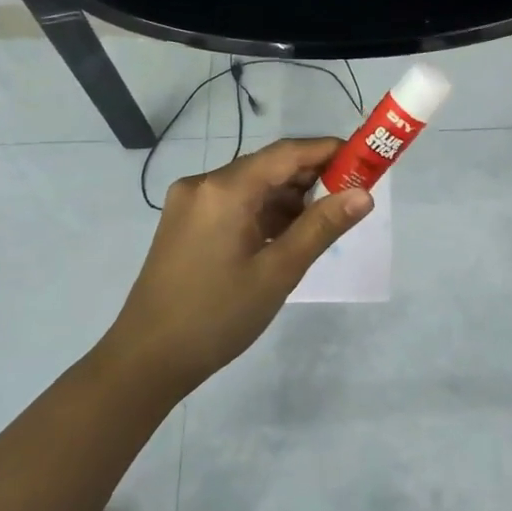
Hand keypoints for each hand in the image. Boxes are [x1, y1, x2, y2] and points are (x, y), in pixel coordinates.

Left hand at [109, 138, 371, 394]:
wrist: (146, 359)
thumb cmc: (217, 316)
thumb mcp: (278, 272)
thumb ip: (321, 227)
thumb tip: (364, 194)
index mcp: (225, 189)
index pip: (287, 152)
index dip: (328, 151)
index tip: (365, 160)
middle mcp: (204, 183)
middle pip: (268, 165)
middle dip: (311, 176)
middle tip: (351, 196)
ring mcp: (190, 202)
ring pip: (251, 184)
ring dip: (288, 197)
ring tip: (323, 221)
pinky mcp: (185, 221)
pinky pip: (234, 202)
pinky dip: (263, 211)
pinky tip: (286, 234)